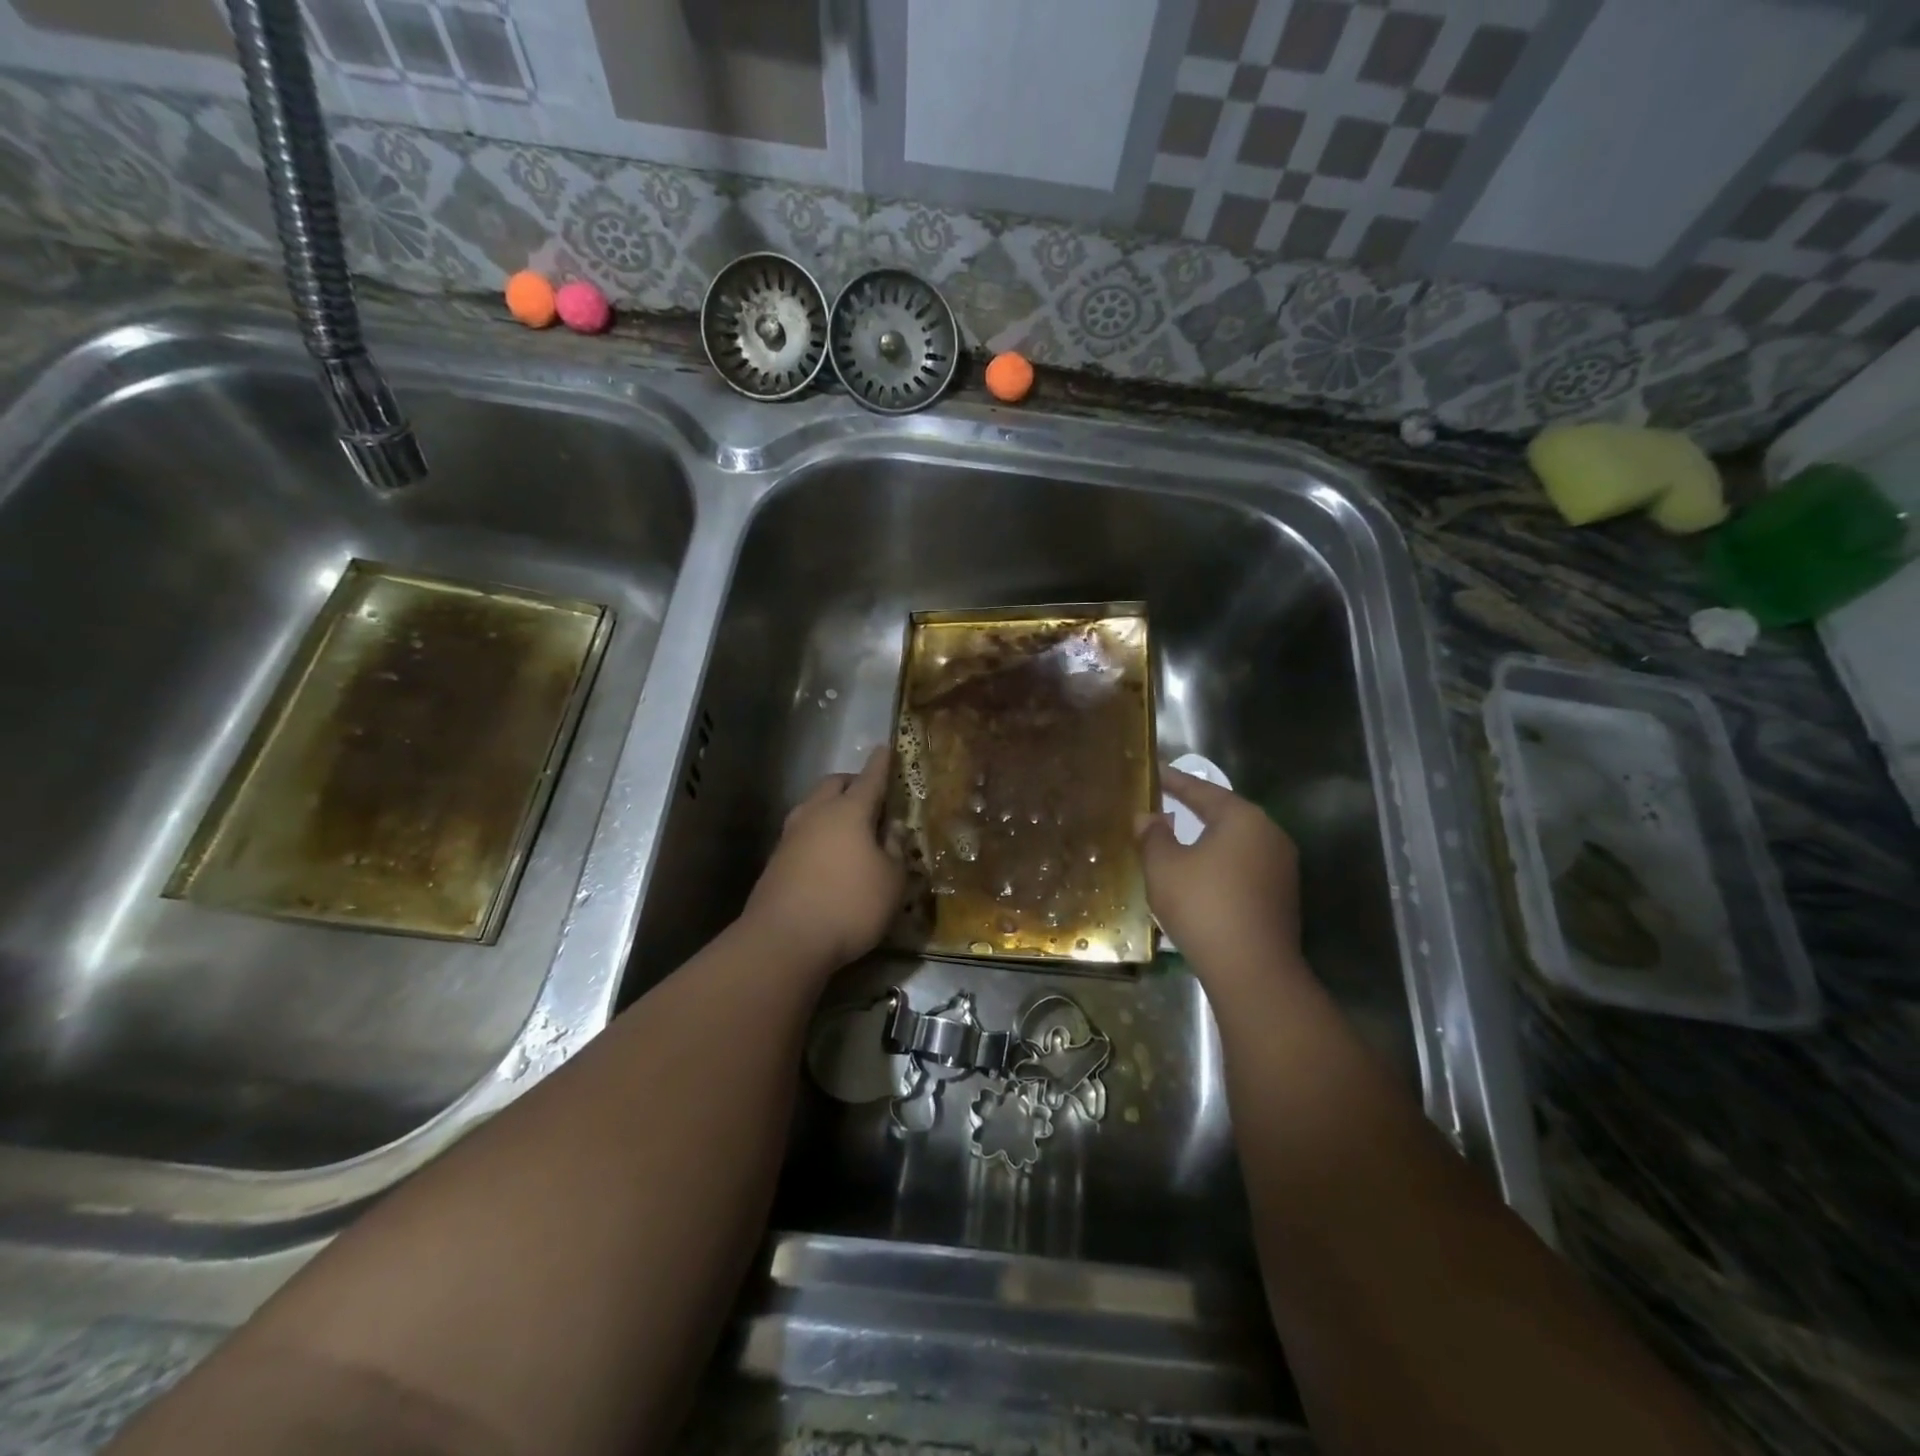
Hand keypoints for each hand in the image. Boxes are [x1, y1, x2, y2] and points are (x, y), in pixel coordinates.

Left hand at [741, 749, 904, 972]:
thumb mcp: (891, 882)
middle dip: (853, 782)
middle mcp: (816, 814)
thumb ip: (896, 851)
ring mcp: (791, 836)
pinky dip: (819, 832)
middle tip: (871, 796)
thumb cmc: (850, 905)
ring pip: (813, 806)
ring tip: (850, 827)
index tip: (886, 748)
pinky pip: (803, 832)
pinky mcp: (776, 860)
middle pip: (834, 784)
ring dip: (832, 807)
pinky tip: (829, 854)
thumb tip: (894, 830)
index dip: (881, 764)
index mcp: (849, 812)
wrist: (784, 940)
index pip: (870, 779)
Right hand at [1139, 767, 1307, 986]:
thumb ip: (1153, 835)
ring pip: (1235, 842)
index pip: (1202, 790)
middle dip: (1193, 808)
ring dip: (1206, 838)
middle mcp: (1269, 834)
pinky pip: (1243, 866)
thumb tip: (1148, 817)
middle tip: (1163, 801)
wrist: (1252, 970)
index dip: (1174, 781)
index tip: (1154, 771)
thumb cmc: (1203, 906)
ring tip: (1177, 835)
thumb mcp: (1164, 867)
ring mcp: (1281, 866)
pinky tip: (1199, 872)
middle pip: (1224, 813)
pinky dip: (1219, 863)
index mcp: (1243, 818)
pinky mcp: (1281, 895)